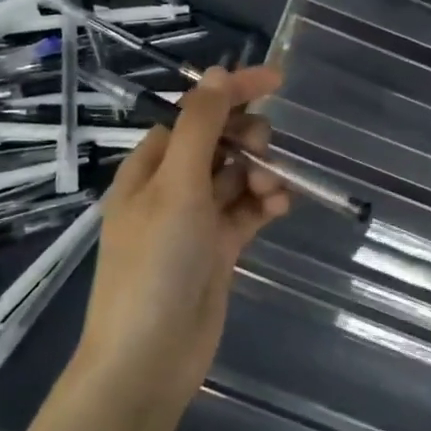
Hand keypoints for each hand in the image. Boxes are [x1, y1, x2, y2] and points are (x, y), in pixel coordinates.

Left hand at [71, 64, 291, 409]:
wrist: (149, 358)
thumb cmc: (155, 263)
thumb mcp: (176, 186)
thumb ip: (201, 127)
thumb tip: (219, 72)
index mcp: (150, 166)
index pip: (195, 113)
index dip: (232, 92)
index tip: (277, 80)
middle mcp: (171, 187)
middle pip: (219, 143)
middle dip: (249, 140)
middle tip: (265, 154)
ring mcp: (196, 220)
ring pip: (237, 177)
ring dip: (261, 173)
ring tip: (275, 191)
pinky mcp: (218, 249)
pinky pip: (247, 211)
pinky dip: (265, 203)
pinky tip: (281, 206)